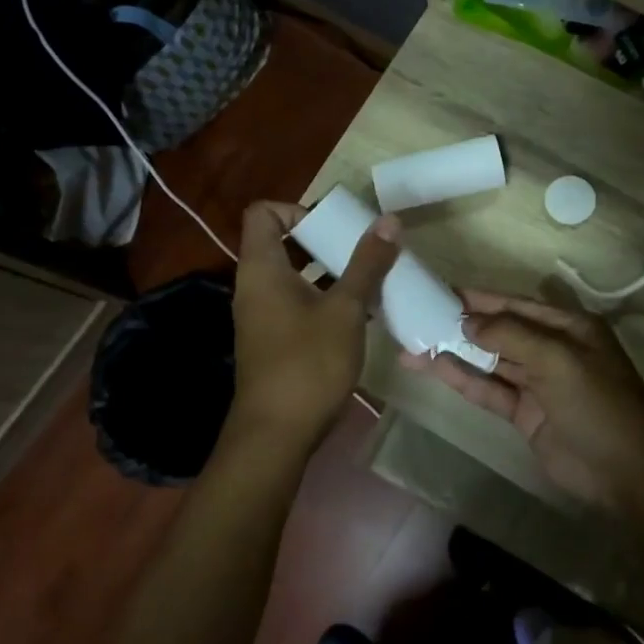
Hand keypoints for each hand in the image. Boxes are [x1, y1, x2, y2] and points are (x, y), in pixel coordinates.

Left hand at [230, 201, 398, 447]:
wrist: (277, 434)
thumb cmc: (308, 363)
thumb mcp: (346, 309)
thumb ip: (367, 264)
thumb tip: (389, 221)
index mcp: (262, 268)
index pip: (263, 213)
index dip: (298, 209)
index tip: (335, 226)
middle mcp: (255, 286)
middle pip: (282, 242)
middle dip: (324, 240)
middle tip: (361, 249)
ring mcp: (262, 315)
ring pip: (293, 275)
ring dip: (328, 271)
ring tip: (368, 278)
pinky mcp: (273, 340)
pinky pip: (297, 302)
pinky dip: (323, 298)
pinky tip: (359, 314)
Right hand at [400, 291, 643, 513]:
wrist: (625, 472)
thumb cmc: (598, 404)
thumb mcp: (558, 359)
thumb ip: (511, 335)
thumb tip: (467, 320)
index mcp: (569, 327)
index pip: (516, 304)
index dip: (479, 299)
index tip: (440, 292)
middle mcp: (552, 348)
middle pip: (499, 330)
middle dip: (460, 324)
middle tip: (417, 316)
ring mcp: (537, 382)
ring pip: (489, 361)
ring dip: (454, 353)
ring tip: (412, 344)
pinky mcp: (524, 412)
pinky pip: (489, 389)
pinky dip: (463, 380)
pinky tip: (433, 369)